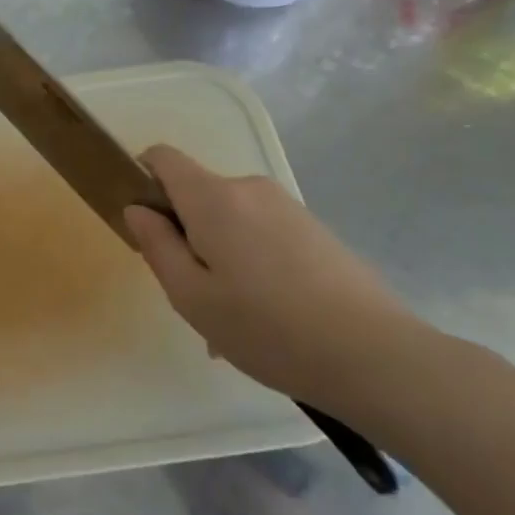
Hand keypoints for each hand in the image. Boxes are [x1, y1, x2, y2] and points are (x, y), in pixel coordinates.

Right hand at [123, 145, 428, 410]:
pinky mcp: (315, 230)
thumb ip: (156, 245)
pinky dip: (249, 262)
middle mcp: (250, 188)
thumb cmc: (266, 328)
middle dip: (183, 232)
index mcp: (213, 198)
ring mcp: (288, 207)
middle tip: (191, 292)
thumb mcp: (190, 296)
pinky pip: (261, 233)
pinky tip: (265, 317)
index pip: (163, 158)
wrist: (376, 357)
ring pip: (229, 219)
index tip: (145, 225)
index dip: (142, 179)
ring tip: (231, 317)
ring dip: (217, 253)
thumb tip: (138, 209)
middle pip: (196, 194)